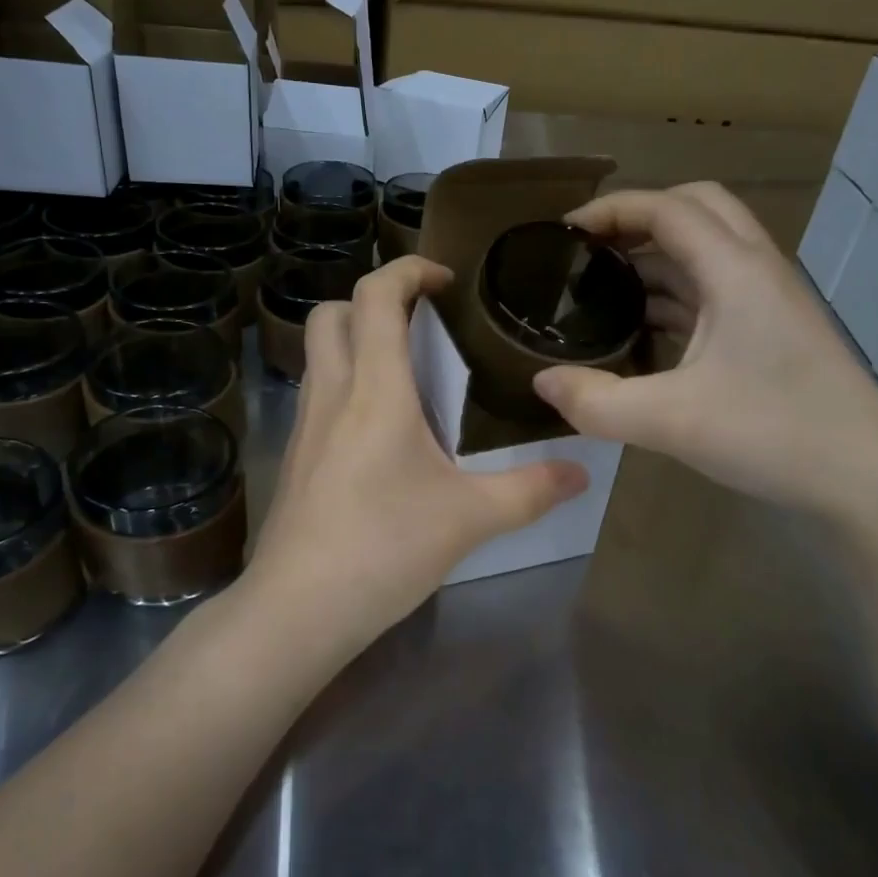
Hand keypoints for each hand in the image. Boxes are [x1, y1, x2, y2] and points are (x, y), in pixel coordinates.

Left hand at [242, 255, 589, 655]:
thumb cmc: (385, 548)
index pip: (375, 296)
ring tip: (409, 375)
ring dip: (357, 342)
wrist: (299, 607)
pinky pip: (318, 395)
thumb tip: (582, 474)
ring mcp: (304, 425)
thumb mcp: (469, 518)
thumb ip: (530, 490)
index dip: (407, 270)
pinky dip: (346, 384)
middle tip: (422, 325)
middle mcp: (332, 393)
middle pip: (330, 313)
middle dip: (373, 300)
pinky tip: (382, 431)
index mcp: (374, 389)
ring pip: (319, 354)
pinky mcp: (295, 457)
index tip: (444, 281)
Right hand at [531, 183, 877, 524]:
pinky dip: (674, 295)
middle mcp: (755, 271)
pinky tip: (642, 332)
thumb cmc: (774, 435)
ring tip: (604, 288)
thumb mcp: (670, 422)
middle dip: (640, 218)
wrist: (866, 481)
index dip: (612, 209)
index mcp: (735, 271)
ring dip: (657, 258)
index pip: (668, 208)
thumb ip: (596, 402)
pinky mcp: (771, 332)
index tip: (564, 232)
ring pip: (708, 252)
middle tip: (592, 249)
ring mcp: (768, 302)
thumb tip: (542, 381)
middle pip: (698, 209)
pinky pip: (714, 292)